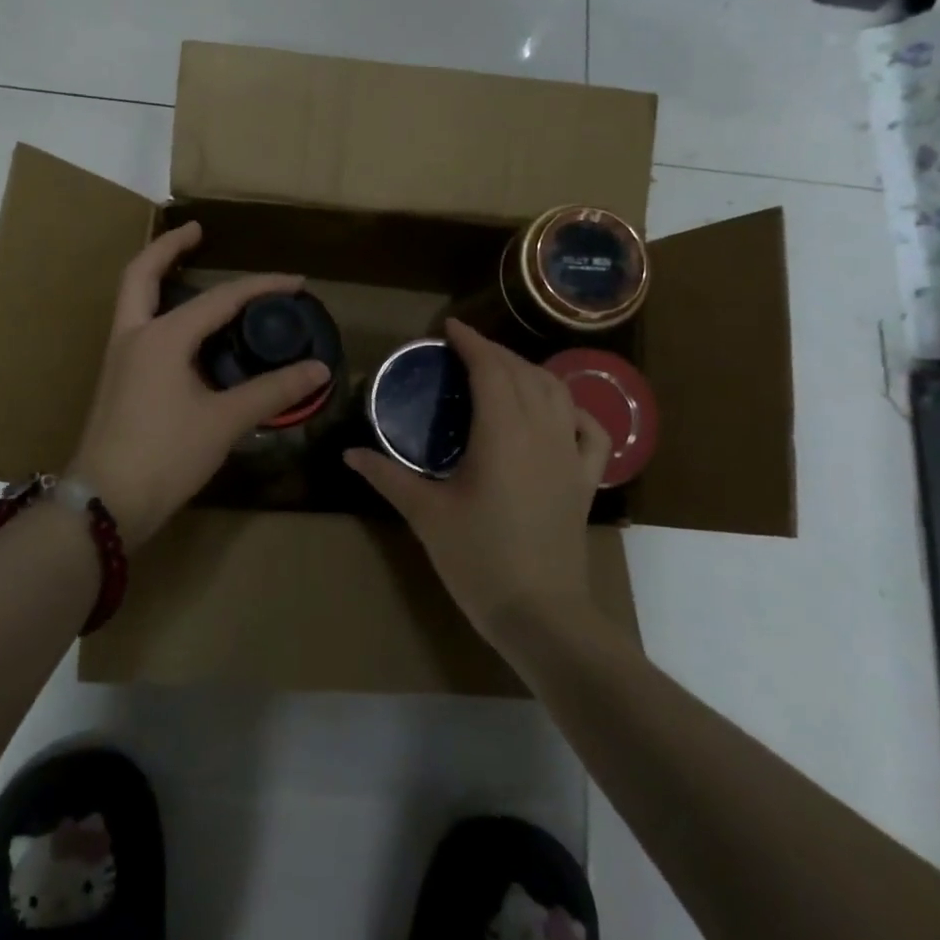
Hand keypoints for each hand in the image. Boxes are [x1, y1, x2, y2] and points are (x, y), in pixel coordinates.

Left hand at [67, 223, 329, 547]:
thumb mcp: (225, 421)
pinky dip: (160, 311)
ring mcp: (119, 358)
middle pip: (142, 273)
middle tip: (198, 231)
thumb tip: (318, 369)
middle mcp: (134, 336)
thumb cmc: (165, 456)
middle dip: (169, 247)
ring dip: (159, 277)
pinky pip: (139, 326)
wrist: (106, 503)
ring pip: (134, 299)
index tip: (296, 283)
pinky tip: (186, 332)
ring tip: (191, 271)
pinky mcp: (117, 380)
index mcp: (161, 337)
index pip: (220, 299)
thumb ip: (272, 391)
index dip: (262, 287)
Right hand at [345, 320, 610, 647]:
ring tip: (503, 370)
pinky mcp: (585, 479)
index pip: (490, 369)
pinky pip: (589, 429)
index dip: (471, 342)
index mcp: (502, 432)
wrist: (539, 612)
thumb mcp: (425, 514)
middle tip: (464, 350)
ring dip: (529, 371)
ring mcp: (570, 454)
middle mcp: (541, 431)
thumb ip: (388, 476)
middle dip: (494, 352)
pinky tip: (558, 410)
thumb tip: (350, 453)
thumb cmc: (477, 559)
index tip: (449, 327)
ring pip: (557, 392)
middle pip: (522, 373)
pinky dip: (573, 409)